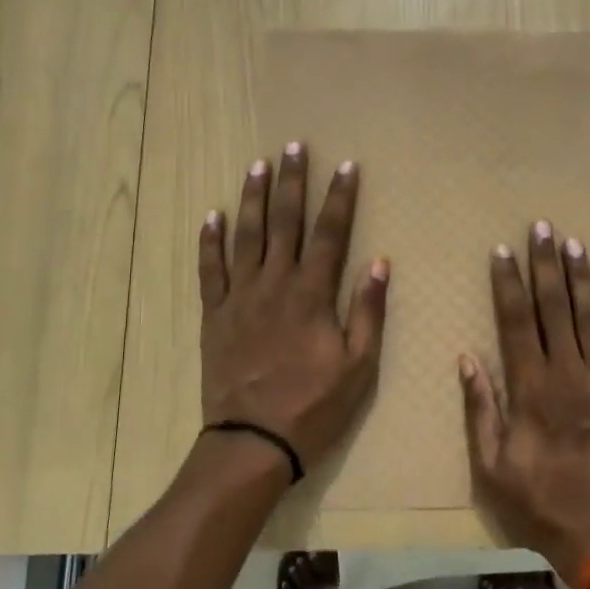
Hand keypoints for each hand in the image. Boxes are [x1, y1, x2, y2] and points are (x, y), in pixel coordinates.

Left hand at [199, 141, 388, 471]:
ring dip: (253, 198)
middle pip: (284, 222)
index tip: (346, 166)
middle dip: (292, 182)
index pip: (330, 234)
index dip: (340, 197)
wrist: (253, 441)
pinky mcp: (214, 315)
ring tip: (258, 165)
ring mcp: (239, 297)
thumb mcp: (358, 366)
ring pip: (246, 236)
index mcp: (312, 294)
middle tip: (294, 146)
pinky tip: (212, 215)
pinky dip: (210, 241)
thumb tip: (379, 262)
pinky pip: (209, 270)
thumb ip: (367, 311)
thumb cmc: (314, 406)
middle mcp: (274, 284)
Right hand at [460, 222, 589, 582]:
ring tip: (575, 244)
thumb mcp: (492, 467)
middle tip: (543, 227)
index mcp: (531, 388)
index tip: (502, 250)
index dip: (507, 283)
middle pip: (554, 308)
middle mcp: (569, 373)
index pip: (516, 321)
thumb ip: (480, 410)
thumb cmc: (541, 505)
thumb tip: (468, 359)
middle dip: (545, 265)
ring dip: (582, 279)